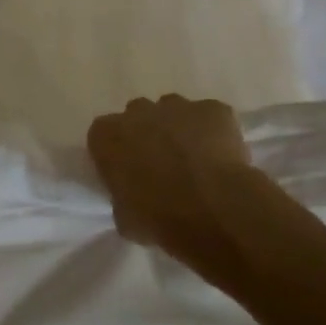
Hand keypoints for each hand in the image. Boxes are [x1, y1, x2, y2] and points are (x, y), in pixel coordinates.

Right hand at [87, 94, 256, 272]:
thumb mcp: (124, 218)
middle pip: (137, 116)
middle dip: (147, 134)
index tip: (127, 173)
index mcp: (106, 135)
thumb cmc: (158, 217)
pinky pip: (211, 116)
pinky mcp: (214, 109)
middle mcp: (137, 112)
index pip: (102, 136)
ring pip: (174, 111)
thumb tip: (132, 200)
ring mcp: (177, 106)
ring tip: (195, 161)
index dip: (116, 153)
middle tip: (161, 165)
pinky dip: (215, 131)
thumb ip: (123, 198)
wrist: (212, 210)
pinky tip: (223, 158)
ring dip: (179, 129)